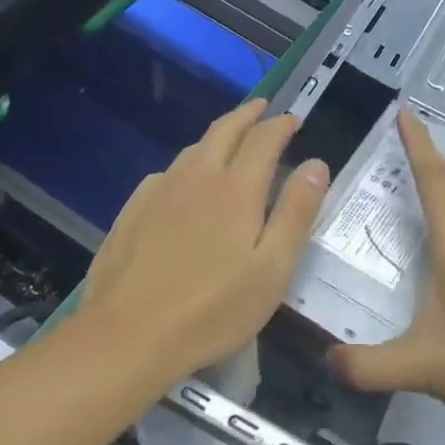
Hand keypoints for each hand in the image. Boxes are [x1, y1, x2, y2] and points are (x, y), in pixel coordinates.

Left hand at [81, 100, 328, 381]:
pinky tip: (184, 183)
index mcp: (236, 189)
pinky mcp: (132, 211)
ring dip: (216, 137)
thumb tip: (316, 164)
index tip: (293, 119)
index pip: (263, 140)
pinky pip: (166, 174)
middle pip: (224, 131)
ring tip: (230, 140)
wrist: (128, 336)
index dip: (281, 125)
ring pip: (192, 150)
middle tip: (262, 108)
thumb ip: (297, 213)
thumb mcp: (272, 269)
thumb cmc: (213, 309)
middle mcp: (196, 178)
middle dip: (247, 115)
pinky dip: (186, 166)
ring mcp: (159, 192)